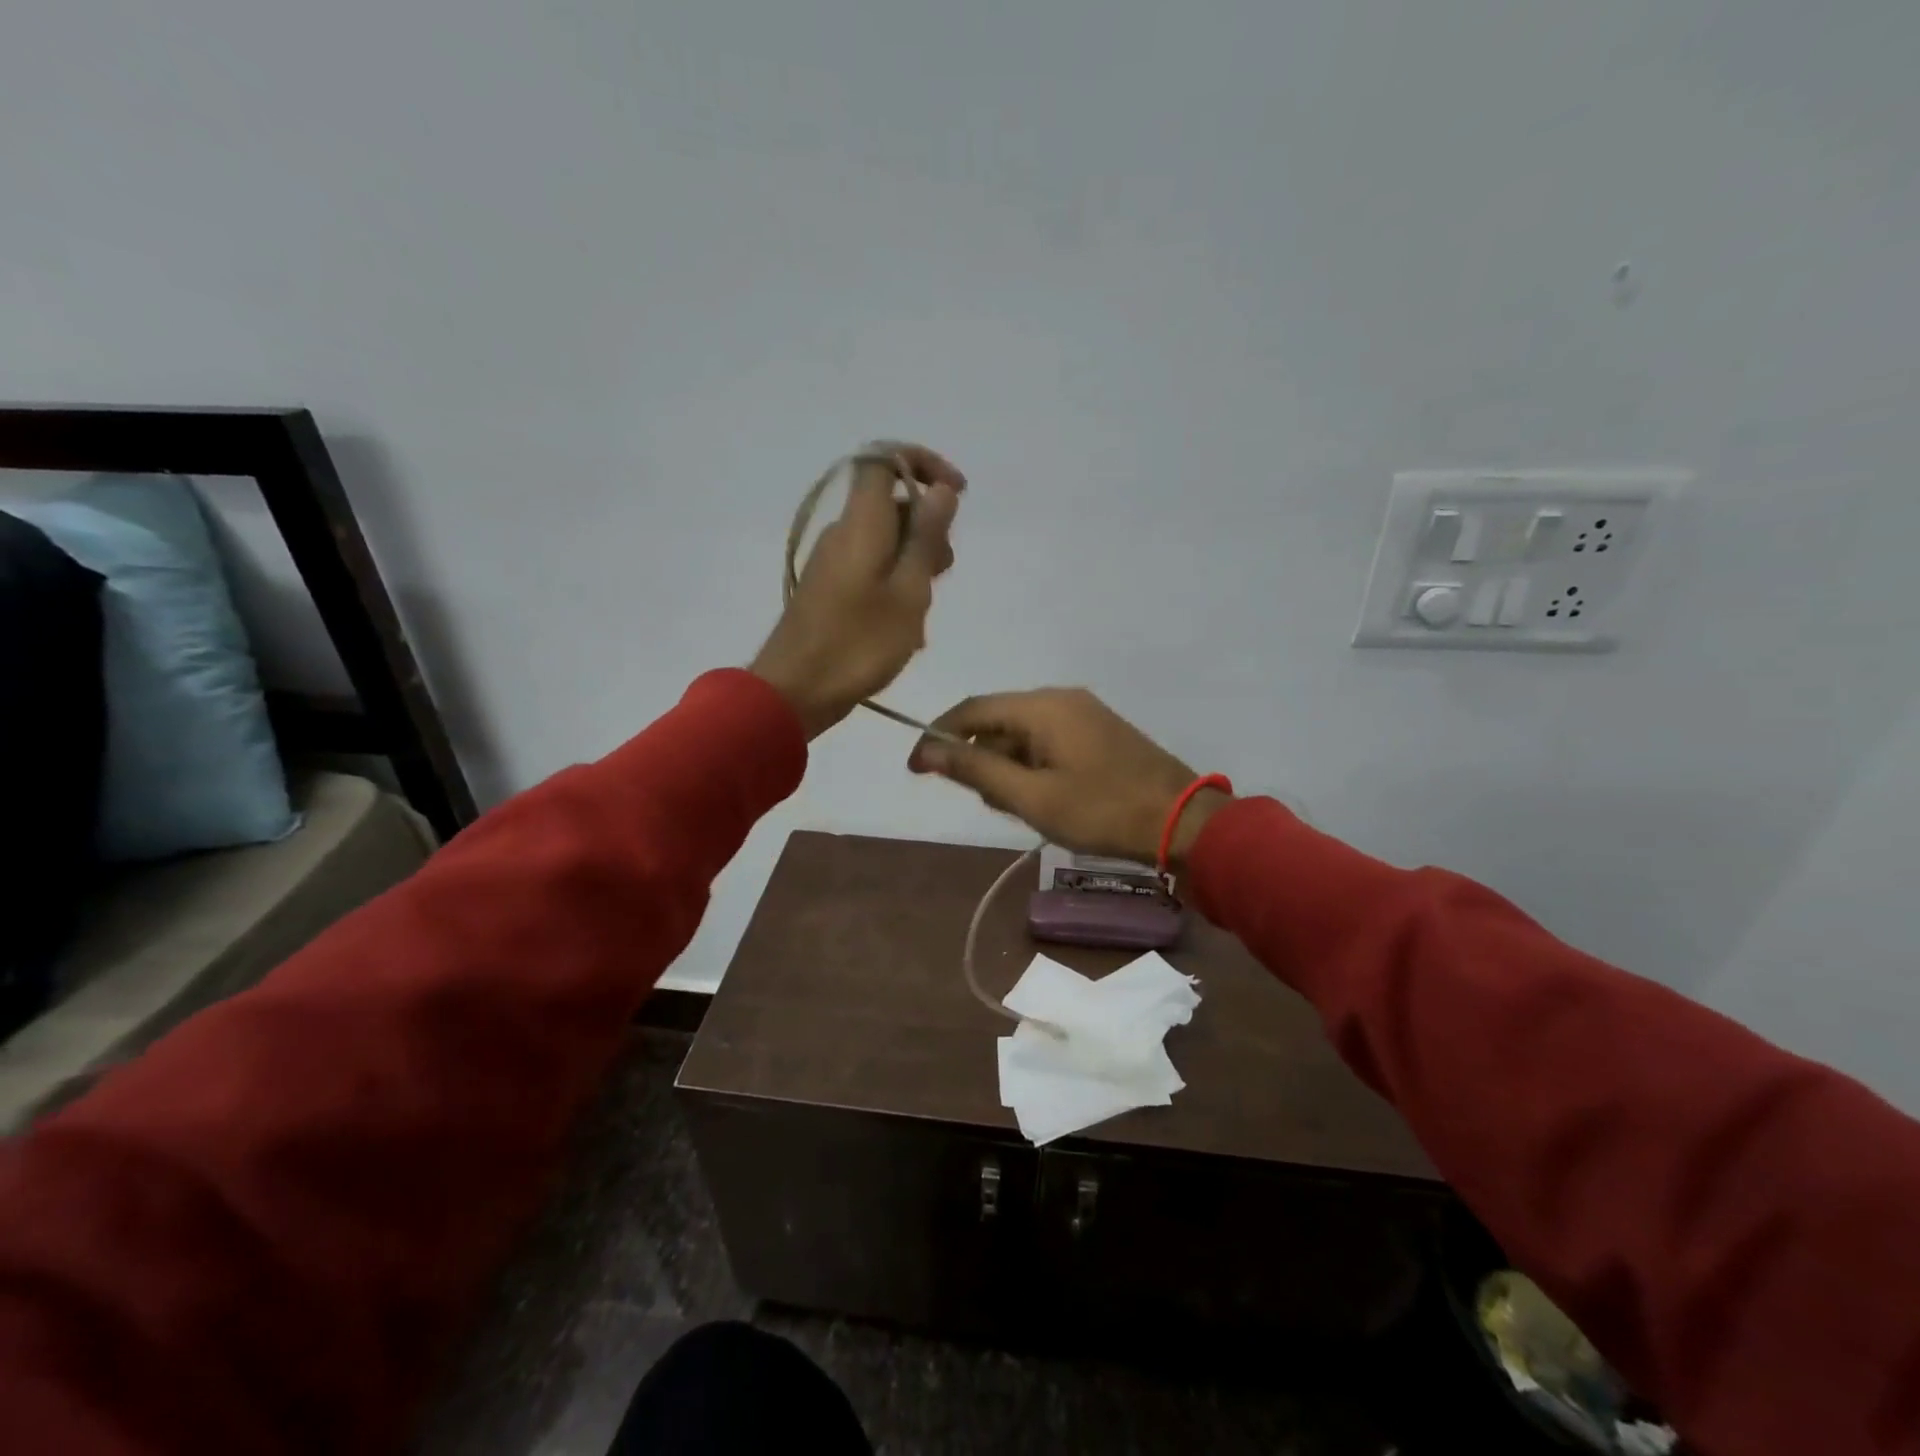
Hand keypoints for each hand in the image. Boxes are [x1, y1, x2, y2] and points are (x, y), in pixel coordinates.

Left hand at [750, 442, 965, 738]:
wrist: (794, 691)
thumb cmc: (858, 644)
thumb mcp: (908, 592)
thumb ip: (926, 538)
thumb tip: (941, 490)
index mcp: (861, 523)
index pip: (885, 458)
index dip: (924, 464)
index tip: (957, 494)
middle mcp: (843, 533)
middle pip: (891, 505)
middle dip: (928, 528)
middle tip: (944, 571)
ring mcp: (832, 563)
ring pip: (885, 542)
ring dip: (915, 564)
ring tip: (926, 610)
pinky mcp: (828, 590)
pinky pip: (870, 570)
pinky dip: (896, 586)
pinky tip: (907, 629)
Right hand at [907, 688, 1231, 866]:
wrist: (1182, 821)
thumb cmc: (1101, 811)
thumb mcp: (1031, 796)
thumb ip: (975, 771)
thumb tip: (926, 751)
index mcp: (1042, 706)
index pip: (971, 710)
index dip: (938, 737)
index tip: (916, 770)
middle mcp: (1060, 698)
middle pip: (997, 721)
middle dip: (981, 760)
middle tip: (993, 805)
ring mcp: (1083, 713)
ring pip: (1022, 734)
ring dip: (1009, 768)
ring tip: (1025, 808)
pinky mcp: (1098, 731)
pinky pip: (1047, 741)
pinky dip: (1033, 766)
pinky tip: (1045, 798)